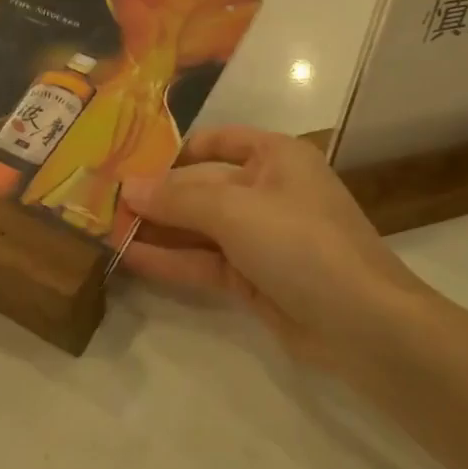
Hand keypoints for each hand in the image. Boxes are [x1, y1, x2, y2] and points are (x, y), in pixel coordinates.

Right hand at [120, 126, 428, 374]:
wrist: (364, 326)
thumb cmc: (301, 242)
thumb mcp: (235, 210)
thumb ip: (177, 199)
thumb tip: (126, 187)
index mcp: (275, 156)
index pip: (215, 142)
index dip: (171, 152)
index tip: (125, 162)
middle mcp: (268, 190)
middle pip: (202, 186)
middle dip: (156, 195)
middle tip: (102, 200)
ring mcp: (262, 238)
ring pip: (200, 227)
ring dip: (158, 229)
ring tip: (105, 229)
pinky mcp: (255, 278)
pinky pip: (206, 262)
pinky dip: (172, 260)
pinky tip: (130, 257)